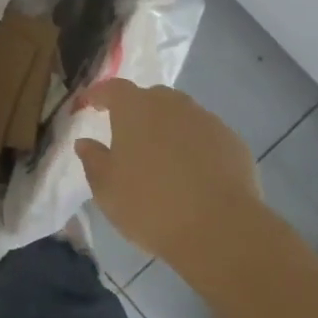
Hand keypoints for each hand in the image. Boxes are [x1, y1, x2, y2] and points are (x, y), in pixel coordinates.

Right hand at [73, 81, 259, 270]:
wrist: (219, 229)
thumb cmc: (150, 205)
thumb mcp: (107, 189)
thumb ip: (93, 160)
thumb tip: (85, 143)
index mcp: (135, 108)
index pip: (112, 88)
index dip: (99, 95)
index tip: (90, 105)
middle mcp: (171, 104)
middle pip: (150, 98)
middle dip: (137, 111)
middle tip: (129, 136)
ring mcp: (206, 119)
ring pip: (181, 115)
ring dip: (169, 128)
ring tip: (163, 157)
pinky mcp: (232, 141)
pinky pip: (206, 136)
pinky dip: (196, 146)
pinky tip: (195, 174)